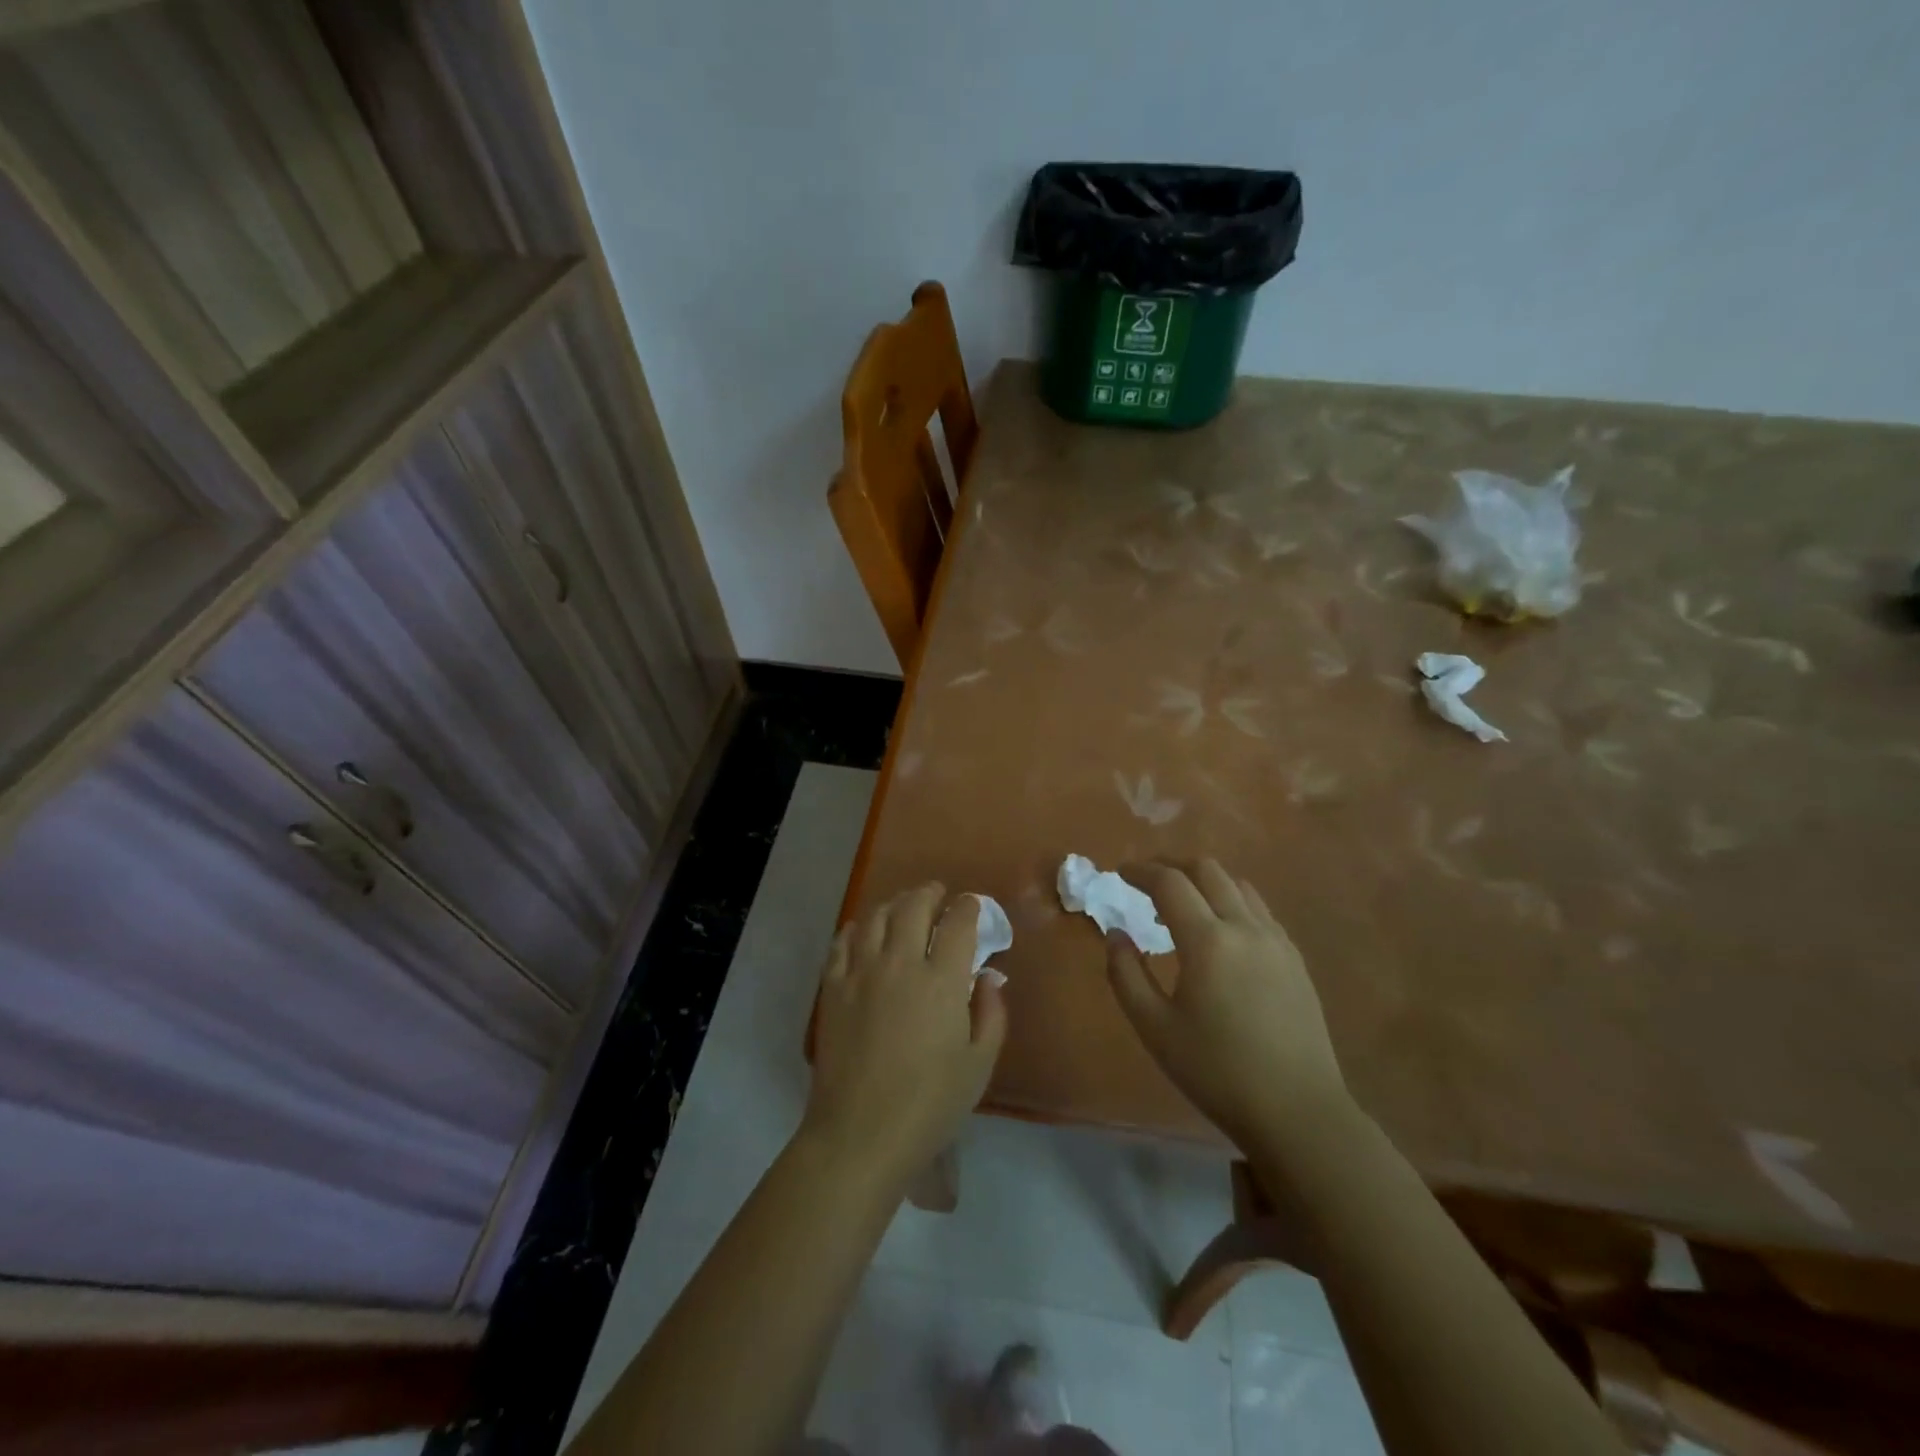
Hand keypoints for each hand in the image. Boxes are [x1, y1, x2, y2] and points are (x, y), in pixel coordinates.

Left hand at [804, 884, 1006, 1187]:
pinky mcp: (832, 988)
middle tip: (938, 894)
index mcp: (942, 980)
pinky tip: (862, 931)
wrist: (860, 1134)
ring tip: (903, 906)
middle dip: (930, 893)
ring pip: (876, 917)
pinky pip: (841, 942)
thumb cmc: (930, 1105)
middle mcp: (900, 963)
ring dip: (894, 903)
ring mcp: (860, 972)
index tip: (972, 905)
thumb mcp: (979, 1064)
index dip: (968, 907)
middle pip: (914, 906)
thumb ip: (991, 1013)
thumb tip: (990, 977)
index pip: (958, 923)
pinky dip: (856, 928)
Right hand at [1106, 859, 1348, 1147]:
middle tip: (1147, 882)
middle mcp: (1244, 927)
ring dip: (1204, 881)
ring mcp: (1276, 940)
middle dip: (1172, 866)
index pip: (1169, 883)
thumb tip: (1115, 933)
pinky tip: (1220, 932)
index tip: (1120, 872)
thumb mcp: (1154, 1028)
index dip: (1140, 870)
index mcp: (1207, 941)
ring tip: (1182, 905)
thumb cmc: (1216, 1071)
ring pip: (1237, 884)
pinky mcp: (1294, 958)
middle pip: (1206, 869)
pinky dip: (1231, 901)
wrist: (1298, 1111)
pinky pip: (1258, 909)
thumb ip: (1125, 973)